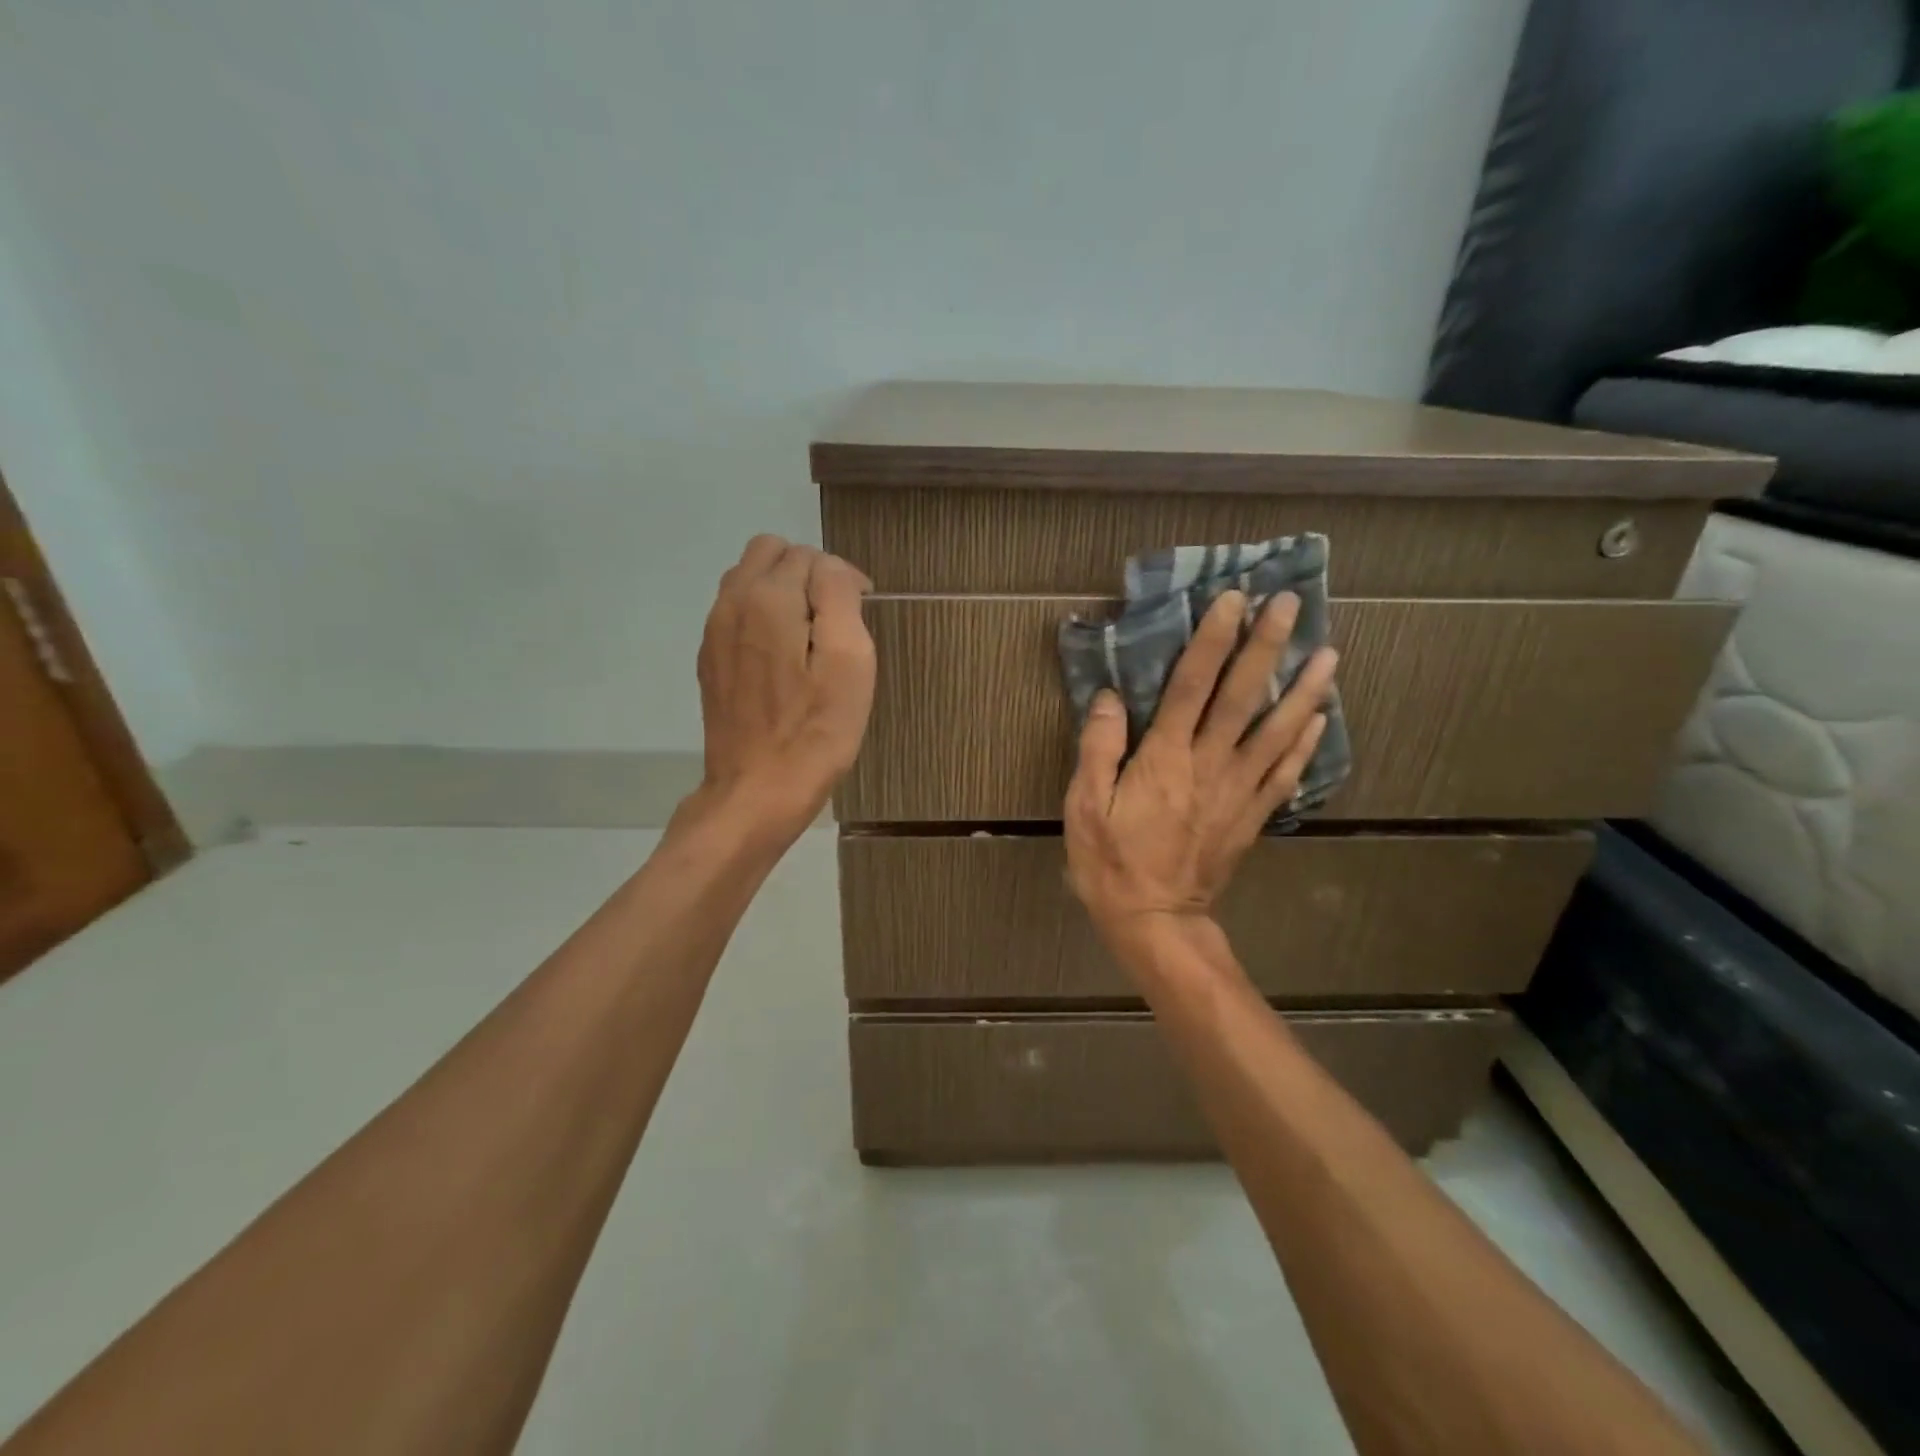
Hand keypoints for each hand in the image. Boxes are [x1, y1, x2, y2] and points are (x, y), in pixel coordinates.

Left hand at [684, 535, 875, 844]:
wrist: (757, 792)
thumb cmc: (815, 732)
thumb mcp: (849, 661)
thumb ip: (839, 597)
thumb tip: (831, 569)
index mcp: (768, 598)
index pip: (809, 555)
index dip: (842, 579)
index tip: (862, 614)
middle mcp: (731, 603)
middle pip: (770, 553)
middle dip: (807, 573)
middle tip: (835, 620)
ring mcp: (714, 633)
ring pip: (748, 579)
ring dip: (783, 591)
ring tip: (810, 637)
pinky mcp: (709, 661)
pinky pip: (736, 612)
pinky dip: (763, 617)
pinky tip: (783, 660)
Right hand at [1064, 589, 1336, 946]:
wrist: (1155, 922)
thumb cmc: (1111, 862)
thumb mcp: (1085, 807)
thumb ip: (1099, 749)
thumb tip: (1111, 697)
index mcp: (1165, 759)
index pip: (1193, 686)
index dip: (1213, 640)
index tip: (1233, 600)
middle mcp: (1209, 765)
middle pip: (1242, 697)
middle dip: (1265, 648)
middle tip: (1290, 605)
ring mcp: (1237, 791)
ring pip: (1277, 732)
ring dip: (1305, 690)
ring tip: (1328, 653)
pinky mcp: (1251, 816)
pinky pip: (1284, 774)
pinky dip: (1304, 744)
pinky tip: (1320, 719)